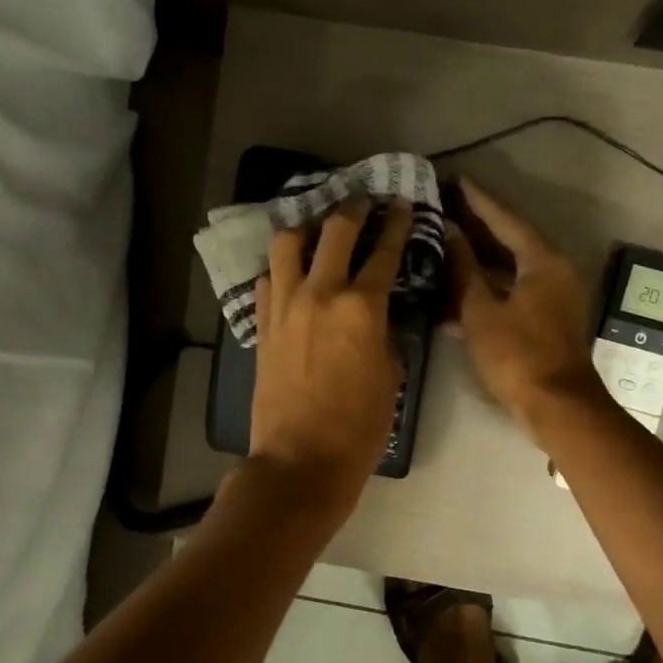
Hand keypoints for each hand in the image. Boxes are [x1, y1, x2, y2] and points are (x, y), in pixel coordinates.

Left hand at [250, 199, 413, 506]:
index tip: (400, 205)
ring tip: (317, 229)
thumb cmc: (359, 426)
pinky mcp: (262, 326)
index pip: (383, 252)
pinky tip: (291, 275)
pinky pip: (268, 281)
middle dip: (353, 209)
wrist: (301, 461)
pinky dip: (282, 270)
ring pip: (287, 244)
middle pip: (334, 232)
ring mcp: (284, 307)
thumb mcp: (390, 375)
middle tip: (363, 201)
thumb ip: (384, 332)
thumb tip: (376, 314)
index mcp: (360, 307)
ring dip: (306, 228)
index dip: (395, 224)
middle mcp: (319, 294)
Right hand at [447, 177, 602, 437]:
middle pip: (511, 241)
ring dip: (480, 261)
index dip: (478, 200)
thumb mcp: (481, 310)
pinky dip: (489, 289)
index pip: (506, 219)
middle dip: (478, 227)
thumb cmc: (517, 354)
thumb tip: (449, 233)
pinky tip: (458, 294)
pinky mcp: (548, 319)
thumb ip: (464, 269)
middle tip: (446, 209)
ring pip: (511, 269)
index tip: (456, 180)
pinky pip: (514, 292)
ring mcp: (554, 296)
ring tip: (446, 245)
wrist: (557, 406)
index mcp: (542, 261)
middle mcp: (554, 271)